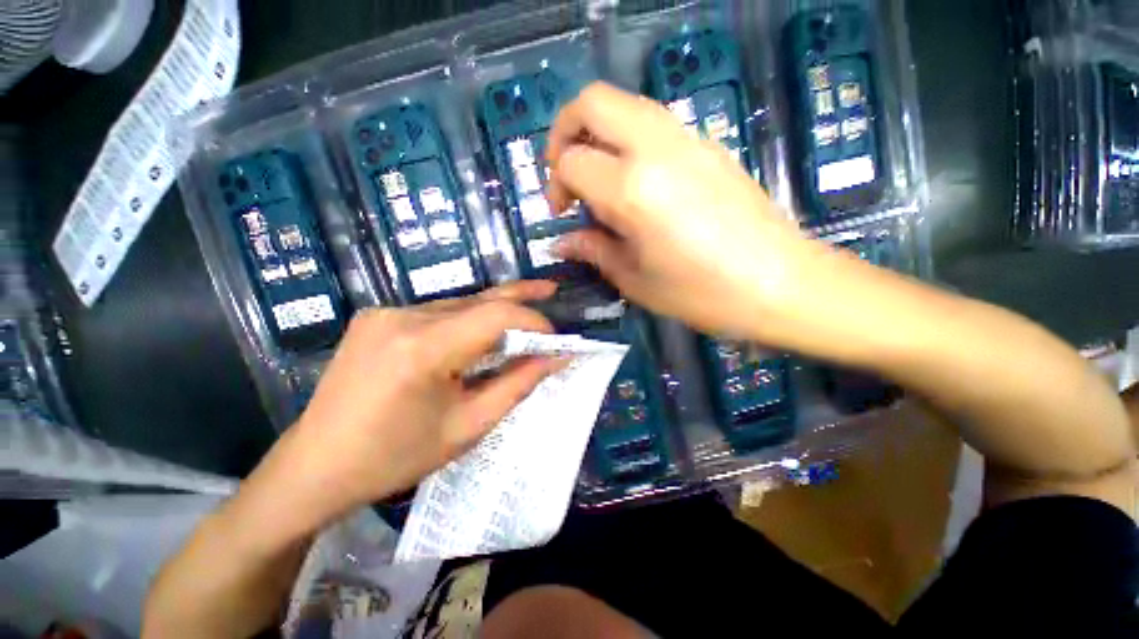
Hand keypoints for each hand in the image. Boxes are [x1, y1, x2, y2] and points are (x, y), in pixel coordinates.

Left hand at [262, 281, 561, 527]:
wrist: (314, 467)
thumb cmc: (394, 458)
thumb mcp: (467, 427)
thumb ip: (516, 385)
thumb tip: (554, 359)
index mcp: (422, 349)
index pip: (495, 315)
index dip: (532, 320)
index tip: (553, 338)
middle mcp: (402, 317)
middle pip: (478, 300)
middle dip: (519, 299)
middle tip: (550, 290)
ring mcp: (385, 312)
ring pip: (459, 304)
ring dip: (493, 313)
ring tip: (523, 316)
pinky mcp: (377, 317)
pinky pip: (437, 312)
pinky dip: (466, 319)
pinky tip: (478, 332)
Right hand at [547, 82, 821, 339]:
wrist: (780, 284)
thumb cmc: (701, 293)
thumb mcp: (635, 279)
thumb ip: (594, 250)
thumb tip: (562, 242)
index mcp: (632, 190)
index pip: (572, 161)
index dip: (556, 185)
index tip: (563, 213)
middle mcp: (656, 150)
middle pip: (593, 102)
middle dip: (565, 130)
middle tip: (567, 173)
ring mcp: (688, 140)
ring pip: (626, 105)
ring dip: (600, 132)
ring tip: (599, 179)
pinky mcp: (709, 145)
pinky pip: (655, 124)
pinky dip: (630, 140)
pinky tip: (638, 183)